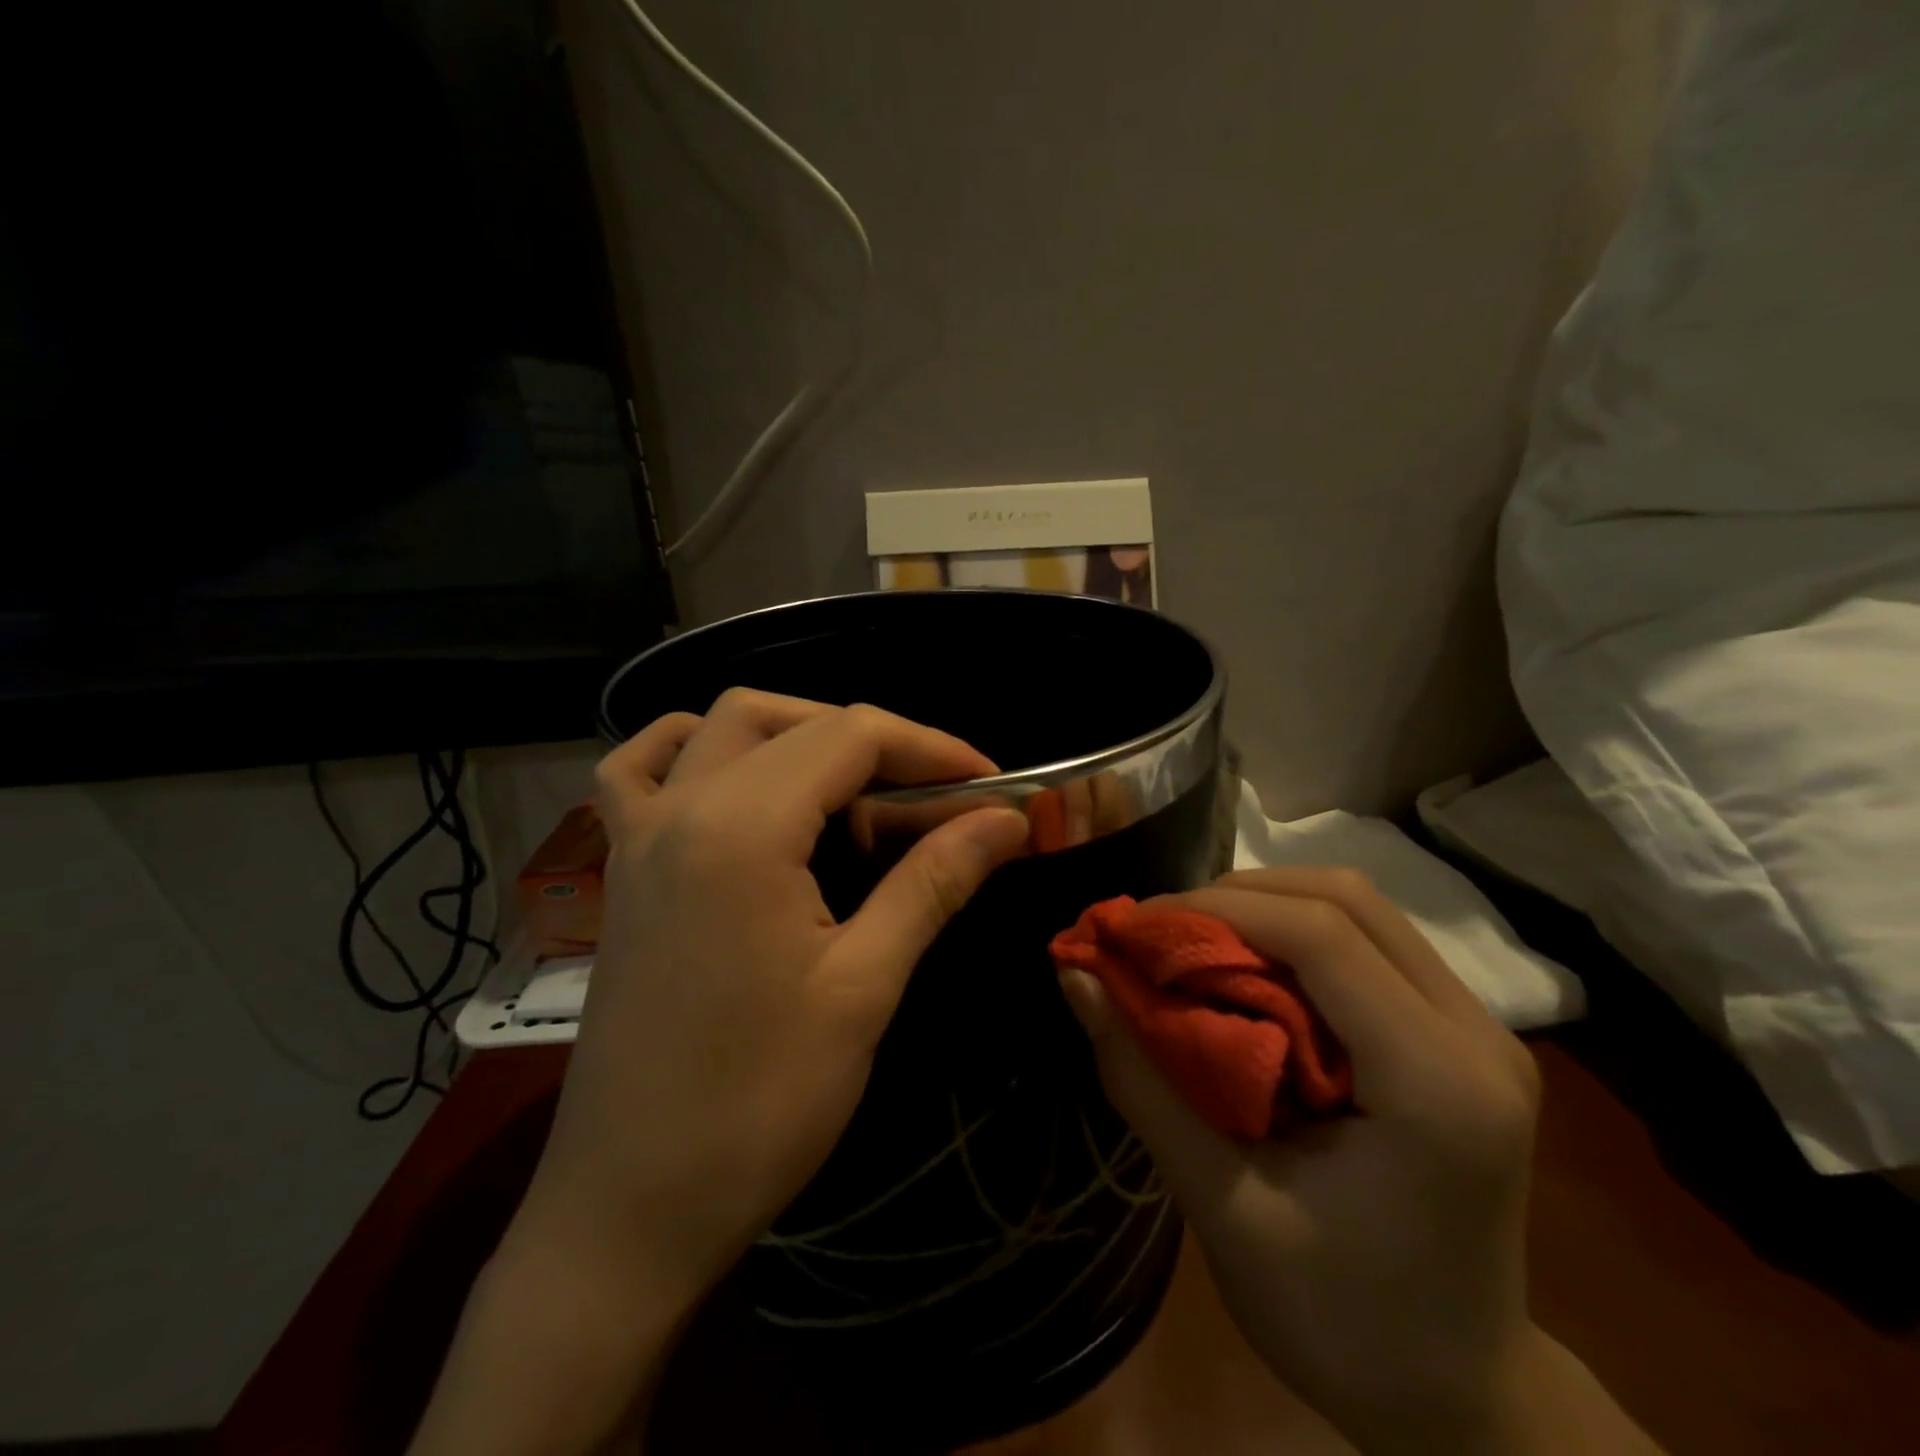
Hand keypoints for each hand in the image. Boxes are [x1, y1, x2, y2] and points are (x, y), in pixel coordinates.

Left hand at [412, 691, 1027, 1455]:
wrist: (629, 1209)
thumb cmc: (758, 1105)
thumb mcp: (863, 986)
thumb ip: (933, 882)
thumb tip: (1008, 821)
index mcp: (742, 828)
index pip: (852, 735)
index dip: (932, 748)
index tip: (993, 786)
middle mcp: (683, 806)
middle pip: (795, 722)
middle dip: (879, 742)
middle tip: (936, 796)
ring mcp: (639, 833)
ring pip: (722, 726)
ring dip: (797, 731)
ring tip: (854, 785)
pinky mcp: (622, 869)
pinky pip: (641, 769)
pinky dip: (695, 749)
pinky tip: (733, 777)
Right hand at [1058, 866, 1541, 1452]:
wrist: (1461, 1398)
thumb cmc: (1344, 1323)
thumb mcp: (1224, 1209)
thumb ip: (1143, 1081)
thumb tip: (1075, 975)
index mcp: (1439, 1087)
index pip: (1323, 936)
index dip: (1217, 908)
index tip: (1135, 925)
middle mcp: (1477, 1035)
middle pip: (1346, 899)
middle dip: (1236, 895)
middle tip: (1159, 931)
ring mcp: (1482, 1028)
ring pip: (1360, 907)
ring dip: (1264, 906)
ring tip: (1193, 941)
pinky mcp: (1463, 1033)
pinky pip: (1369, 940)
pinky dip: (1293, 933)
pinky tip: (1246, 969)